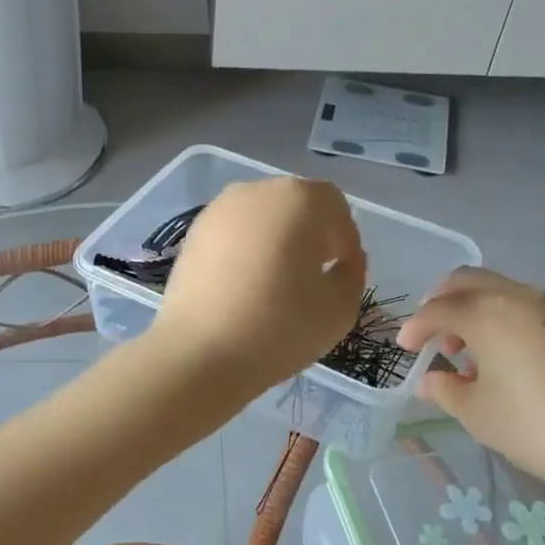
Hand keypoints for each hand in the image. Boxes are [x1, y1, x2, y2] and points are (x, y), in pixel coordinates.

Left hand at [152, 177, 364, 390]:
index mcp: (298, 199)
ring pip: (261, 218)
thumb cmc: (280, 326)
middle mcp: (256, 191)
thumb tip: (341, 262)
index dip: (345, 238)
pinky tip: (246, 287)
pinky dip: (246, 251)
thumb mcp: (340, 307)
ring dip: (277, 241)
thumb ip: (352, 274)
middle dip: (311, 235)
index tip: (344, 271)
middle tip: (315, 275)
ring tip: (278, 283)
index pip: (334, 206)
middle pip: (295, 206)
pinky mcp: (192, 235)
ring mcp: (218, 211)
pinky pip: (233, 235)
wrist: (200, 353)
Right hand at [396, 268, 544, 509]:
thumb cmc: (533, 426)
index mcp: (487, 313)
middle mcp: (517, 297)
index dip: (415, 327)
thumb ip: (445, 389)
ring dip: (471, 309)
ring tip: (464, 351)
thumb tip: (431, 379)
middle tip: (429, 334)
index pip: (438, 309)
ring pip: (496, 290)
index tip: (404, 348)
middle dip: (440, 302)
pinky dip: (498, 317)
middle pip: (467, 281)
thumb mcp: (476, 413)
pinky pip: (521, 305)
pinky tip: (498, 356)